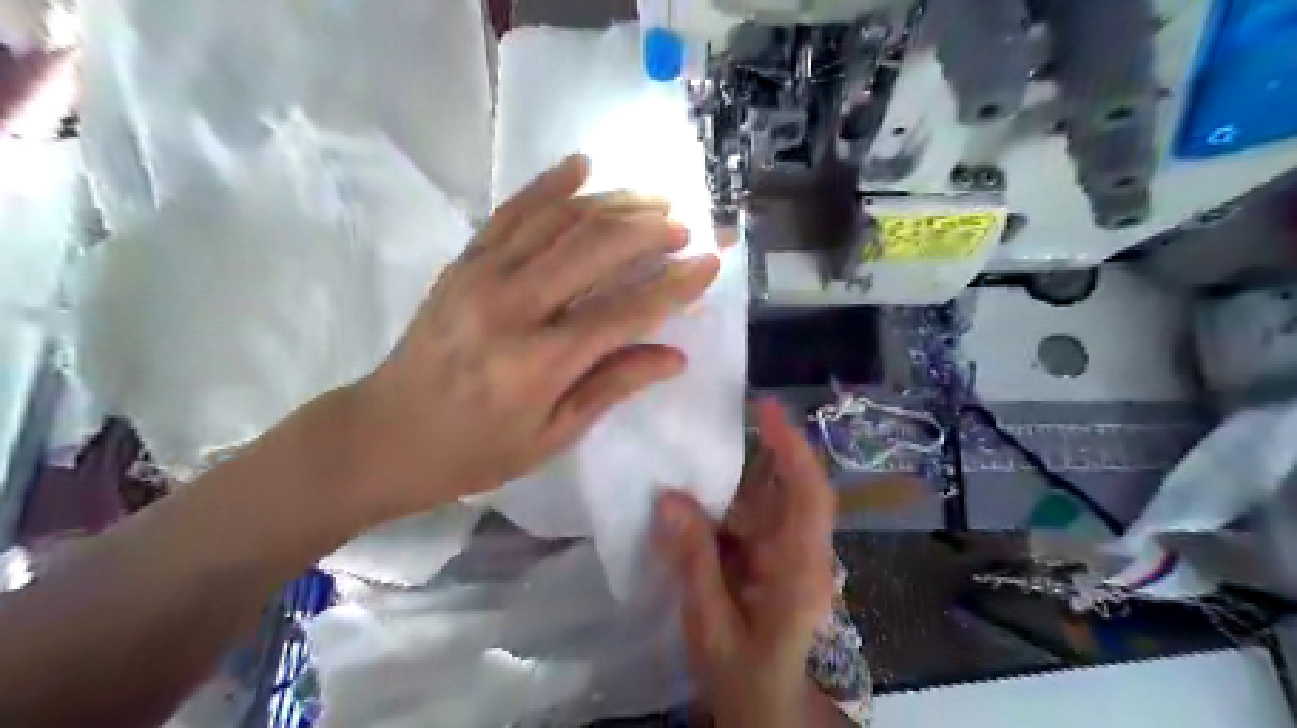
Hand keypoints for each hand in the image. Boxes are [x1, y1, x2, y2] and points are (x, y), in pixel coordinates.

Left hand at [340, 153, 718, 521]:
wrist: (384, 434)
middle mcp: (513, 307)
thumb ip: (612, 386)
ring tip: (651, 200)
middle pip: (594, 248)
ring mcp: (482, 275)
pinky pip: (513, 211)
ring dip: (612, 203)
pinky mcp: (463, 262)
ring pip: (559, 220)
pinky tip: (581, 166)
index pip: (624, 311)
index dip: (673, 286)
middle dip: (648, 231)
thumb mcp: (552, 435)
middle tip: (682, 227)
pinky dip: (550, 184)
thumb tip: (674, 356)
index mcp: (540, 362)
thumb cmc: (475, 450)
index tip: (708, 264)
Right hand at [655, 402, 836, 725]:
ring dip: (735, 475)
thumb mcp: (711, 626)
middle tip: (711, 422)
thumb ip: (693, 564)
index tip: (766, 409)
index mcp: (800, 570)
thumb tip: (669, 499)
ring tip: (693, 452)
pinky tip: (694, 496)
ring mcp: (789, 553)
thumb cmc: (744, 677)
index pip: (808, 496)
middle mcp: (803, 552)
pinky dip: (725, 501)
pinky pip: (751, 516)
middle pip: (787, 487)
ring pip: (766, 498)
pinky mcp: (773, 557)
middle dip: (756, 451)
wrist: (766, 709)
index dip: (792, 449)